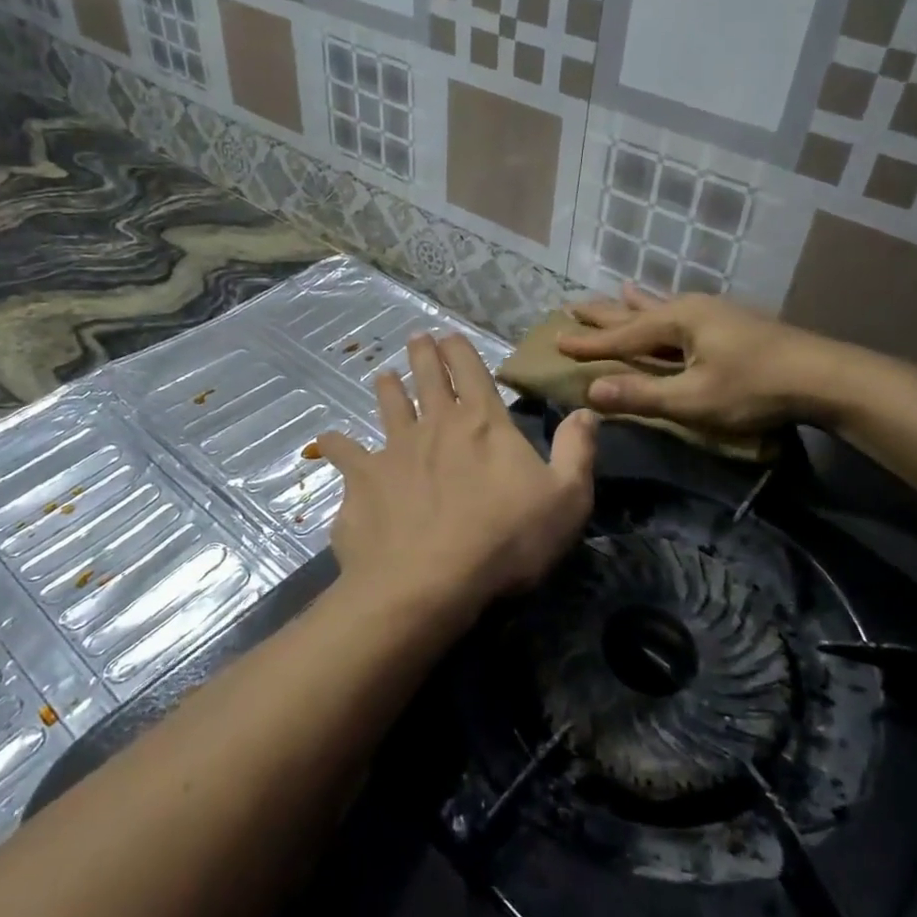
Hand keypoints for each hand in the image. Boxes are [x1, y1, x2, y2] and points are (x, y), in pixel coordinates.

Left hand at [317, 334, 597, 622]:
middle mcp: (435, 424)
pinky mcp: (361, 480)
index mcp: (482, 423)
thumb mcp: (566, 499)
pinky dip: (337, 445)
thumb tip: (588, 412)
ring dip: (387, 388)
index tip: (448, 334)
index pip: (470, 370)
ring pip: (387, 406)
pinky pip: (344, 453)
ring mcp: (393, 449)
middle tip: (416, 338)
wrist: (429, 582)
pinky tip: (328, 441)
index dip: (458, 349)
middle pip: (426, 377)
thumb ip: (577, 452)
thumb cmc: (505, 540)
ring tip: (383, 377)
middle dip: (422, 354)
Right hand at [557, 283, 876, 432]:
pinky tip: (674, 305)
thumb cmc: (754, 388)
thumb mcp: (693, 399)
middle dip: (604, 312)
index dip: (589, 342)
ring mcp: (715, 313)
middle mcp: (691, 309)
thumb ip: (642, 395)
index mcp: (678, 321)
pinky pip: (683, 310)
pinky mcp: (732, 324)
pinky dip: (665, 308)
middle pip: (637, 311)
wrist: (823, 377)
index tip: (555, 339)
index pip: (622, 334)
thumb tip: (590, 391)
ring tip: (619, 290)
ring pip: (662, 306)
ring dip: (636, 304)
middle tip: (572, 304)